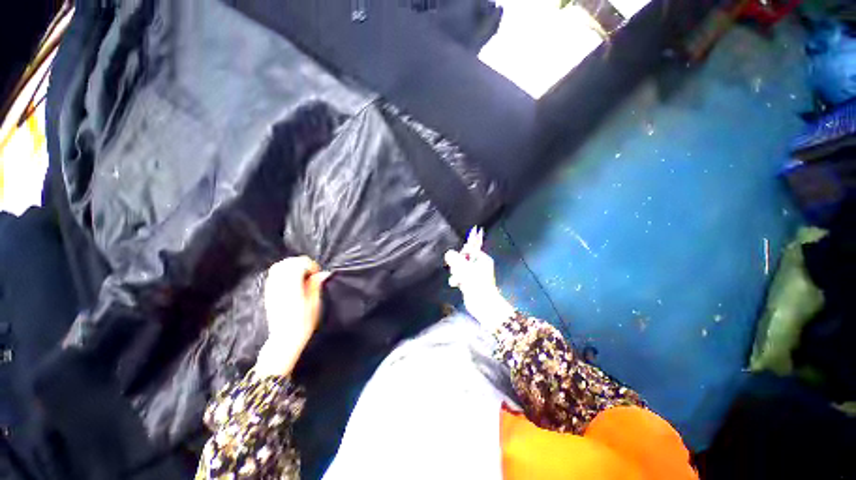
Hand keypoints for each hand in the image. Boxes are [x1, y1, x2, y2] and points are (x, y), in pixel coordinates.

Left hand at [256, 256, 330, 376]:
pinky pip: (273, 275)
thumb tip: (323, 273)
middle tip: (310, 272)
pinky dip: (283, 271)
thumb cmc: (303, 323)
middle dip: (301, 263)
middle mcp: (279, 285)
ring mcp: (271, 289)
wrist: (284, 338)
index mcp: (291, 287)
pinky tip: (292, 279)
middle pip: (287, 263)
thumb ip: (316, 285)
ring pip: (278, 267)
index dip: (310, 265)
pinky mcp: (268, 293)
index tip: (317, 273)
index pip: (298, 264)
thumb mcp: (314, 304)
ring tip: (301, 274)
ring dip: (291, 266)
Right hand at [444, 227, 513, 328]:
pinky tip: (456, 284)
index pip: (469, 249)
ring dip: (456, 273)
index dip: (461, 253)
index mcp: (482, 258)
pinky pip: (459, 277)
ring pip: (459, 268)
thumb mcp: (463, 267)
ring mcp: (474, 274)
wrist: (482, 303)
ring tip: (457, 278)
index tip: (457, 257)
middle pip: (462, 259)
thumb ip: (455, 258)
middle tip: (456, 269)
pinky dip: (457, 280)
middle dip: (457, 264)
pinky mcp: (469, 282)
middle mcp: (479, 265)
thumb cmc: (475, 282)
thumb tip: (448, 253)